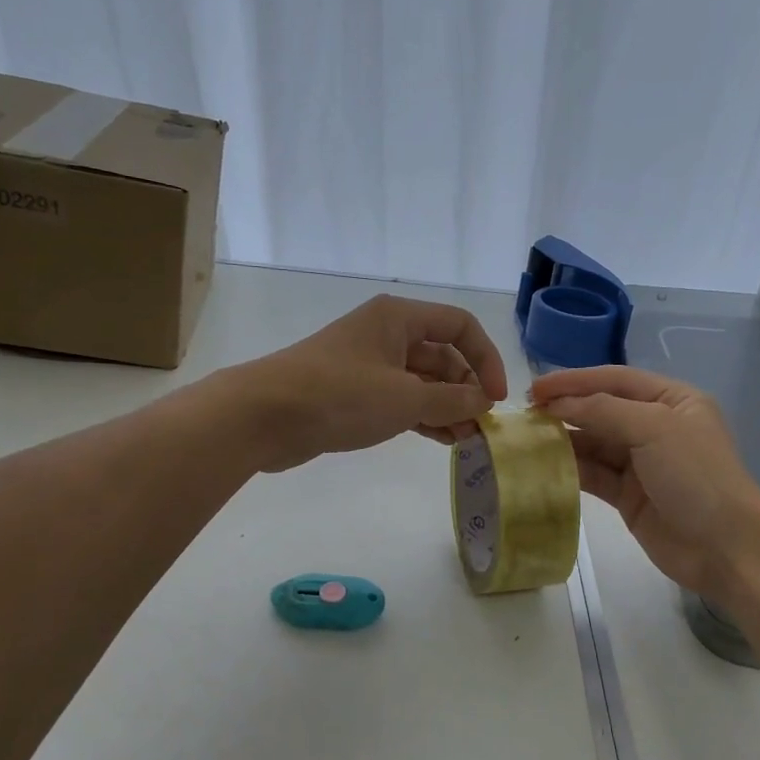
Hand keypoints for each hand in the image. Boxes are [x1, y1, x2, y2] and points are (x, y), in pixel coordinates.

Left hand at [233, 294, 508, 471]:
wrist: (263, 415)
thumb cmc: (340, 395)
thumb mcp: (405, 398)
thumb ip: (451, 400)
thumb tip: (483, 402)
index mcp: (400, 318)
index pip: (460, 326)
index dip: (485, 359)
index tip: (495, 398)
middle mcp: (387, 334)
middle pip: (442, 355)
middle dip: (466, 390)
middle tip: (480, 428)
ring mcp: (369, 364)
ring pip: (422, 381)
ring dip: (447, 407)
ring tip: (466, 441)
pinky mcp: (354, 393)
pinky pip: (401, 399)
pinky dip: (422, 416)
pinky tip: (441, 439)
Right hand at [531, 365, 759, 600]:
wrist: (726, 547)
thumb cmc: (696, 476)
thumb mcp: (654, 429)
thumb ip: (603, 411)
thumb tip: (557, 404)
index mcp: (672, 400)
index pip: (615, 379)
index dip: (575, 380)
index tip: (536, 387)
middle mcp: (656, 426)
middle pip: (602, 410)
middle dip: (566, 409)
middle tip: (525, 414)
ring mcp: (642, 463)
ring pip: (594, 443)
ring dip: (564, 440)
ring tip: (528, 439)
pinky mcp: (628, 496)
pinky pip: (594, 475)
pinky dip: (571, 469)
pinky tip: (544, 466)